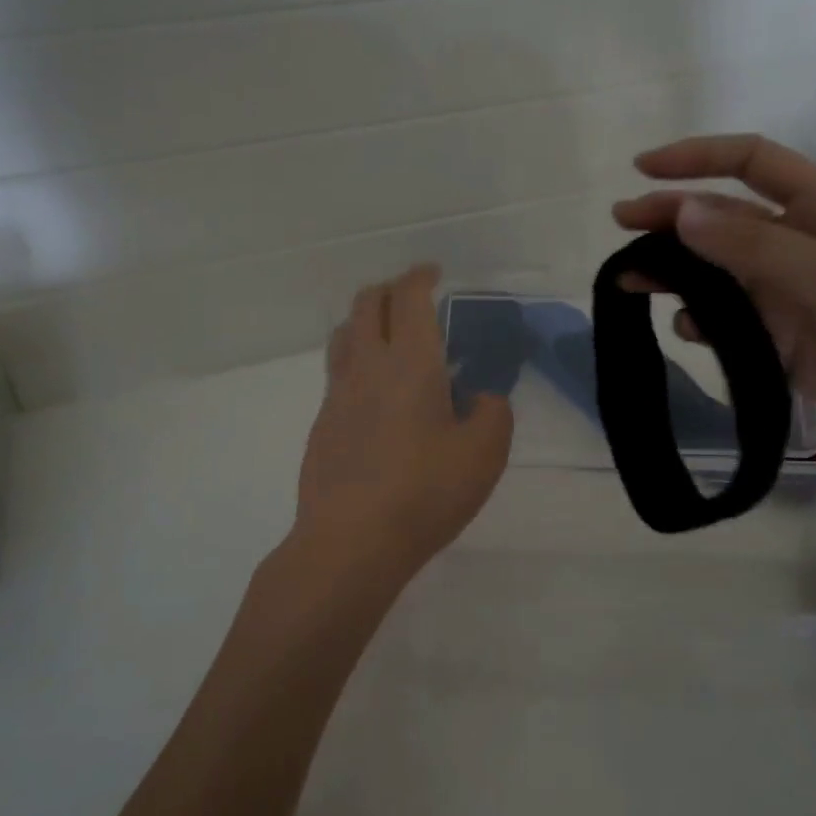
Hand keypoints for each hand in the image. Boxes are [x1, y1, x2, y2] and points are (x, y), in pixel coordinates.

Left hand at [294, 266, 513, 583]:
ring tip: (390, 338)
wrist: (351, 541)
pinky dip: (358, 362)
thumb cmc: (426, 493)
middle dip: (390, 289)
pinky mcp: (322, 424)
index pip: (409, 297)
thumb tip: (479, 397)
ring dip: (366, 320)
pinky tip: (377, 395)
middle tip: (414, 298)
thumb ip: (493, 413)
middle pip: (366, 303)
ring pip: (345, 334)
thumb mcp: (485, 454)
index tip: (435, 274)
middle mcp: (368, 367)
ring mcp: (337, 395)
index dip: (421, 276)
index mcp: (411, 363)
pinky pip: (338, 373)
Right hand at [612, 135, 815, 463]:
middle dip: (670, 217)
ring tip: (631, 280)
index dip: (696, 158)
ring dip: (675, 272)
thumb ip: (748, 243)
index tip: (642, 169)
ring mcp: (783, 292)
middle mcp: (794, 242)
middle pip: (720, 218)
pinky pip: (726, 321)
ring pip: (715, 272)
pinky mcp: (777, 337)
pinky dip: (701, 322)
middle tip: (620, 225)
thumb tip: (681, 212)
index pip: (748, 162)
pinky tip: (687, 329)